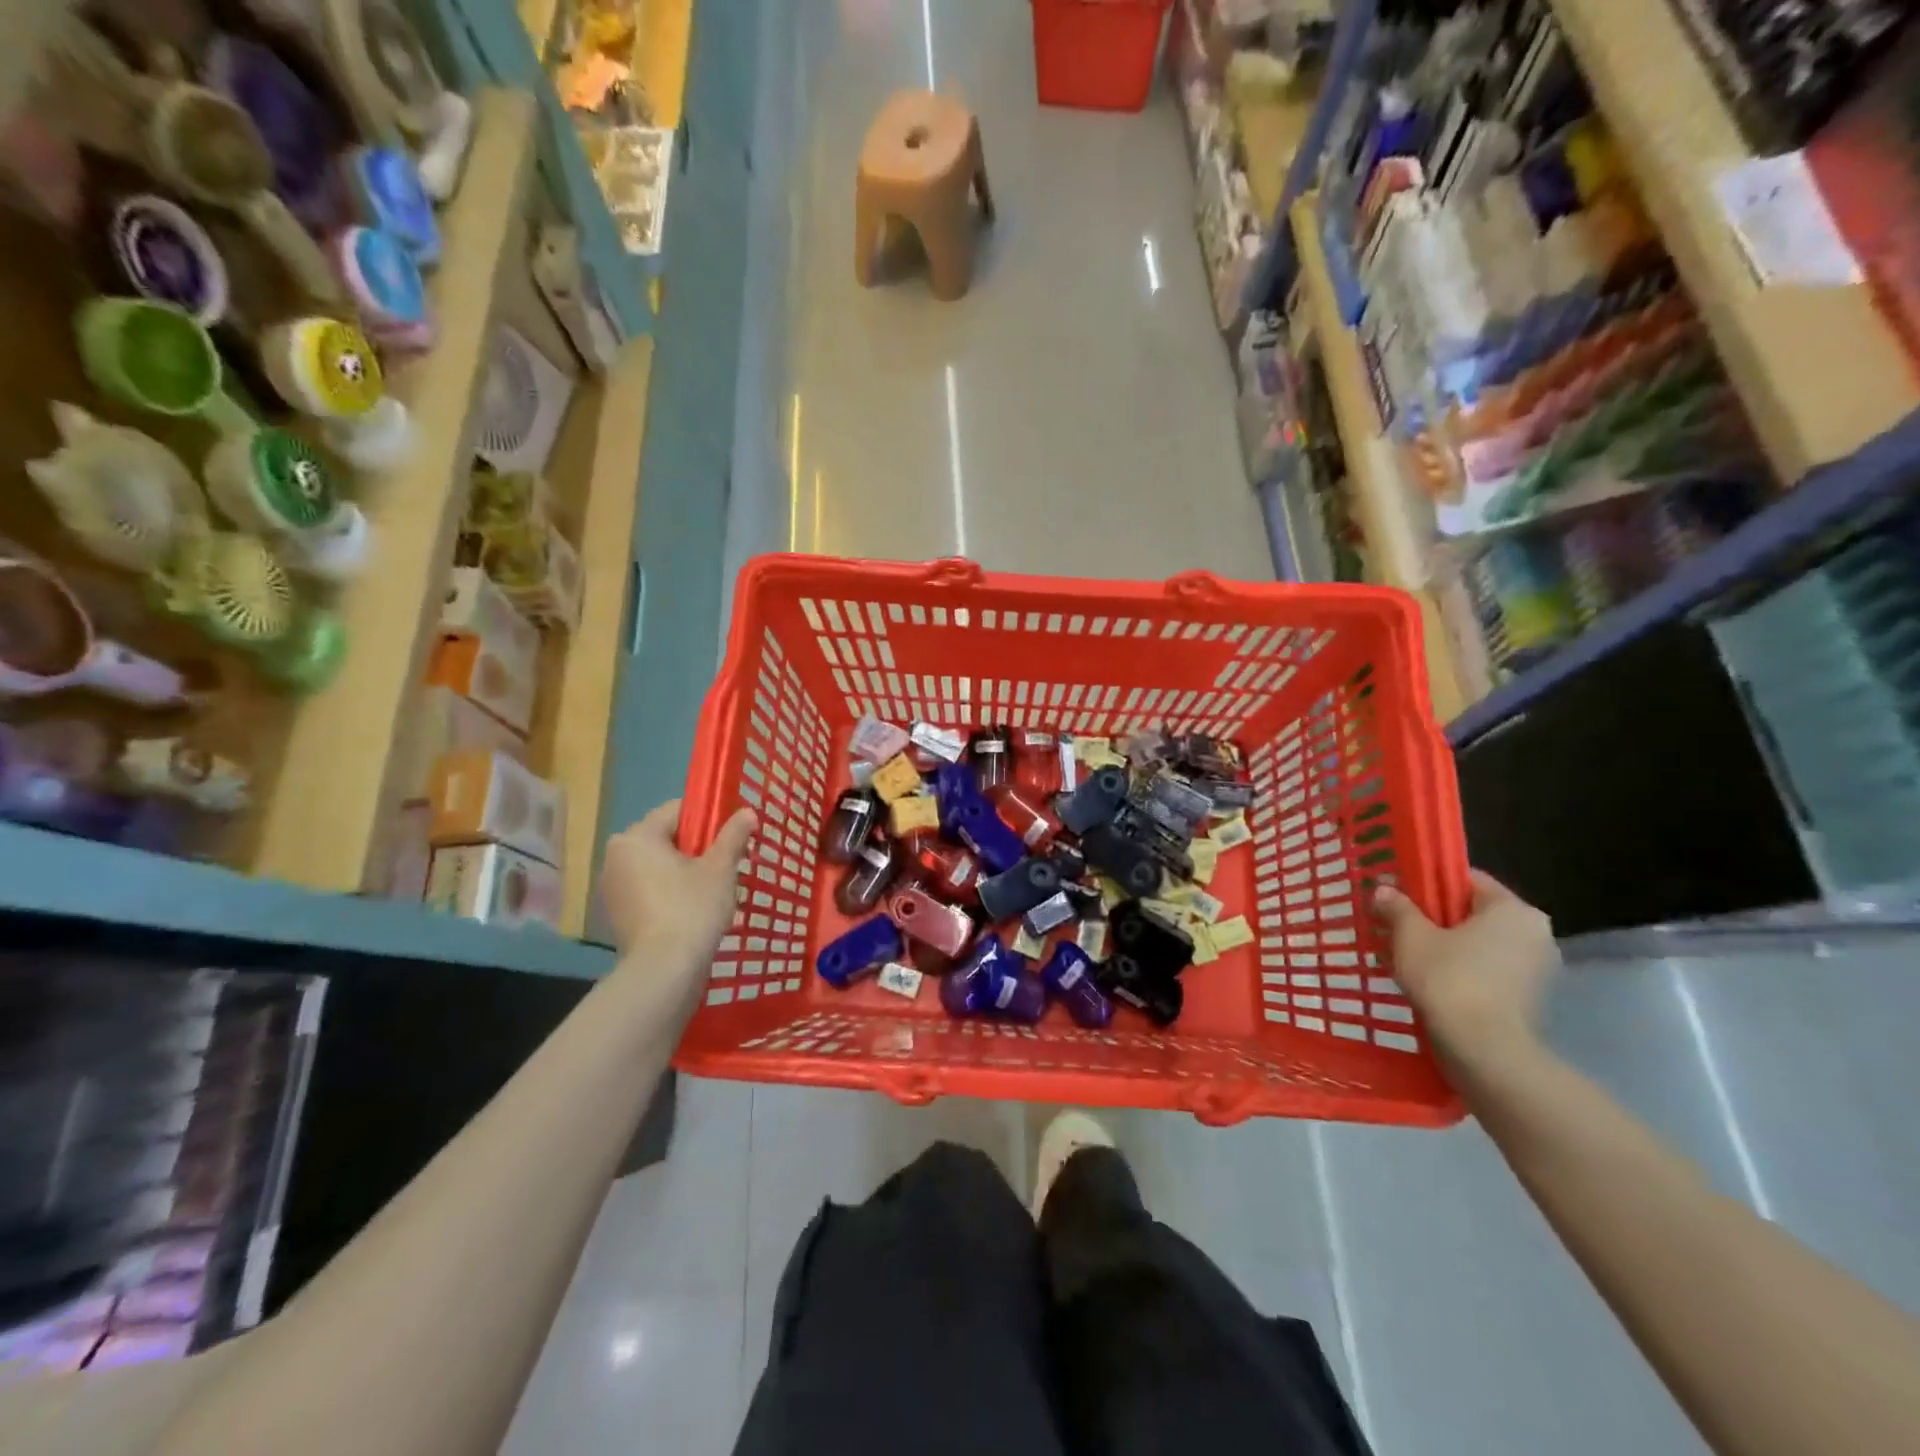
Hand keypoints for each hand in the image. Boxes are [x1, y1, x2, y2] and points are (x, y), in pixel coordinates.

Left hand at [600, 800, 756, 997]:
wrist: (665, 970)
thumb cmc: (692, 908)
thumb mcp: (721, 868)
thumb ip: (733, 835)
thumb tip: (748, 812)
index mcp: (636, 837)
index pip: (677, 810)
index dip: (709, 817)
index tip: (731, 834)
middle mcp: (616, 856)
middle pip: (666, 838)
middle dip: (697, 847)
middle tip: (727, 863)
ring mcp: (613, 888)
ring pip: (658, 865)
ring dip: (684, 870)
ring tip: (714, 889)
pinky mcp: (618, 914)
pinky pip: (650, 889)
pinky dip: (670, 892)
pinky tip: (693, 909)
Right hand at [1374, 870, 1557, 1072]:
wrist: (1483, 1050)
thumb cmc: (1448, 979)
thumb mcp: (1411, 936)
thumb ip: (1398, 907)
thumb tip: (1384, 890)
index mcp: (1514, 909)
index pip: (1467, 880)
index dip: (1428, 884)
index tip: (1399, 896)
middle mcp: (1535, 933)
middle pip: (1474, 912)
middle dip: (1435, 918)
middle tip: (1398, 926)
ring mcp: (1538, 968)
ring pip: (1481, 943)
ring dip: (1447, 945)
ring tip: (1408, 956)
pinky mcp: (1530, 998)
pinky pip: (1489, 969)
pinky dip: (1462, 969)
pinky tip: (1430, 980)